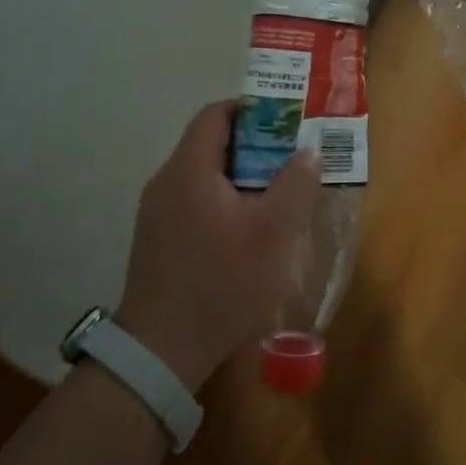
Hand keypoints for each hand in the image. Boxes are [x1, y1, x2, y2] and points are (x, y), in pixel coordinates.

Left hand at [115, 102, 321, 391]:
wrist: (159, 354)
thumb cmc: (220, 283)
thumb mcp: (272, 234)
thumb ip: (294, 185)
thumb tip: (309, 151)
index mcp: (189, 169)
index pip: (216, 114)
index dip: (253, 110)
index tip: (287, 124)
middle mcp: (166, 182)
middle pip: (212, 144)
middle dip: (255, 148)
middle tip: (292, 162)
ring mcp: (156, 214)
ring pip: (204, 178)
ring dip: (241, 179)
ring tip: (278, 197)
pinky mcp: (157, 242)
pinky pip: (194, 204)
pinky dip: (224, 204)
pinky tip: (248, 233)